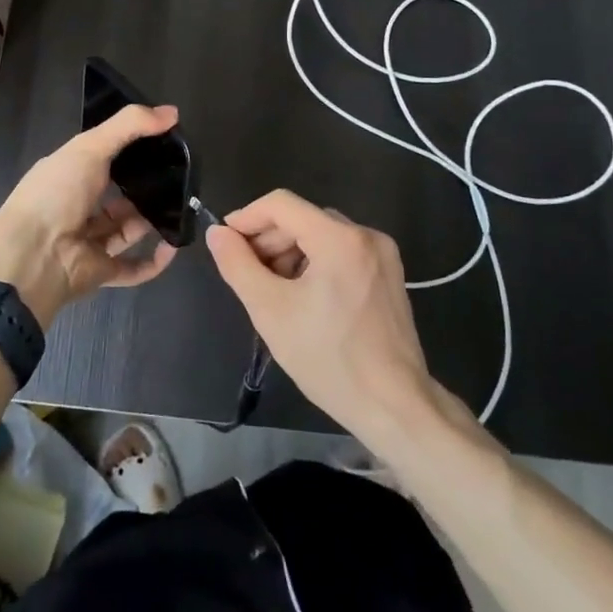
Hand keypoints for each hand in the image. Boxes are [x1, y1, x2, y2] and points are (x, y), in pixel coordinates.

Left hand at [0, 104, 181, 326]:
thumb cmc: (56, 193)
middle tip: (179, 177)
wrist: (31, 256)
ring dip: (152, 220)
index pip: (103, 158)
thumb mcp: (89, 147)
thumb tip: (172, 112)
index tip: (164, 141)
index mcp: (70, 174)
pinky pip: (133, 268)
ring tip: (183, 207)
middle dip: (145, 188)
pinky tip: (174, 246)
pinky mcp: (101, 271)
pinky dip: (154, 261)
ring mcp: (90, 240)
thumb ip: (129, 126)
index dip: (131, 149)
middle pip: (118, 196)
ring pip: (127, 229)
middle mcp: (78, 206)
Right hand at [207, 190, 439, 441]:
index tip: (225, 243)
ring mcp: (382, 255)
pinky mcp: (389, 275)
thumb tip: (217, 233)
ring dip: (289, 253)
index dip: (247, 217)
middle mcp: (365, 236)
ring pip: (321, 235)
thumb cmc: (329, 359)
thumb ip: (237, 265)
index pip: (281, 204)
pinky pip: (341, 252)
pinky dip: (315, 264)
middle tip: (247, 274)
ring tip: (273, 291)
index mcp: (339, 238)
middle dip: (268, 241)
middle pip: (302, 219)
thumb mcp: (270, 310)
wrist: (395, 407)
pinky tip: (302, 297)